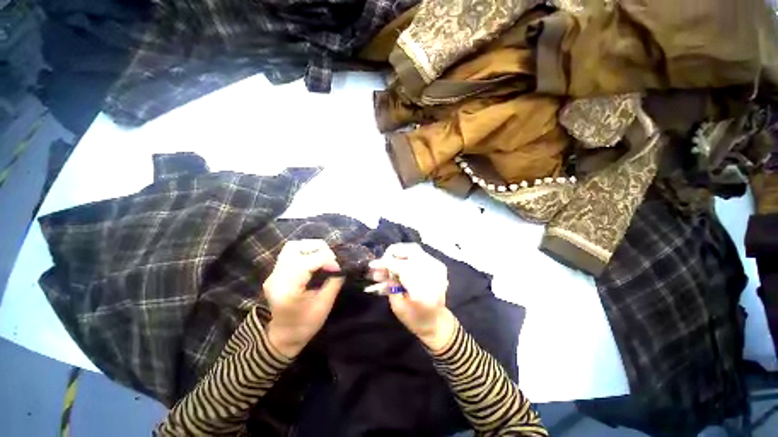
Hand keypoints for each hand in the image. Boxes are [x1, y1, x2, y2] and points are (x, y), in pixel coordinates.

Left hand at [264, 240, 343, 357]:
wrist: (284, 337)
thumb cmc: (305, 325)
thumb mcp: (324, 306)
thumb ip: (334, 283)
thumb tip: (340, 267)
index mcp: (287, 288)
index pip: (306, 262)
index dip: (326, 259)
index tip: (337, 268)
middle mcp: (276, 277)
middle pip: (296, 248)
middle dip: (318, 249)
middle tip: (331, 259)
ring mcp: (274, 274)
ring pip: (292, 247)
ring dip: (311, 247)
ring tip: (324, 256)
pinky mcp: (276, 272)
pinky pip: (291, 253)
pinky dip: (305, 251)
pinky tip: (315, 260)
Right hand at [369, 243, 455, 351]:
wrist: (437, 322)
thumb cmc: (415, 318)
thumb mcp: (397, 305)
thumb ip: (389, 284)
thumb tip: (379, 270)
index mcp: (421, 285)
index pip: (399, 266)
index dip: (384, 263)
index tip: (372, 265)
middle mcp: (432, 271)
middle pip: (409, 251)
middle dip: (392, 254)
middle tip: (382, 262)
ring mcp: (437, 267)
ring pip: (414, 250)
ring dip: (399, 255)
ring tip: (388, 263)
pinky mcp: (438, 266)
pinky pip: (419, 255)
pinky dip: (407, 257)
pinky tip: (400, 265)